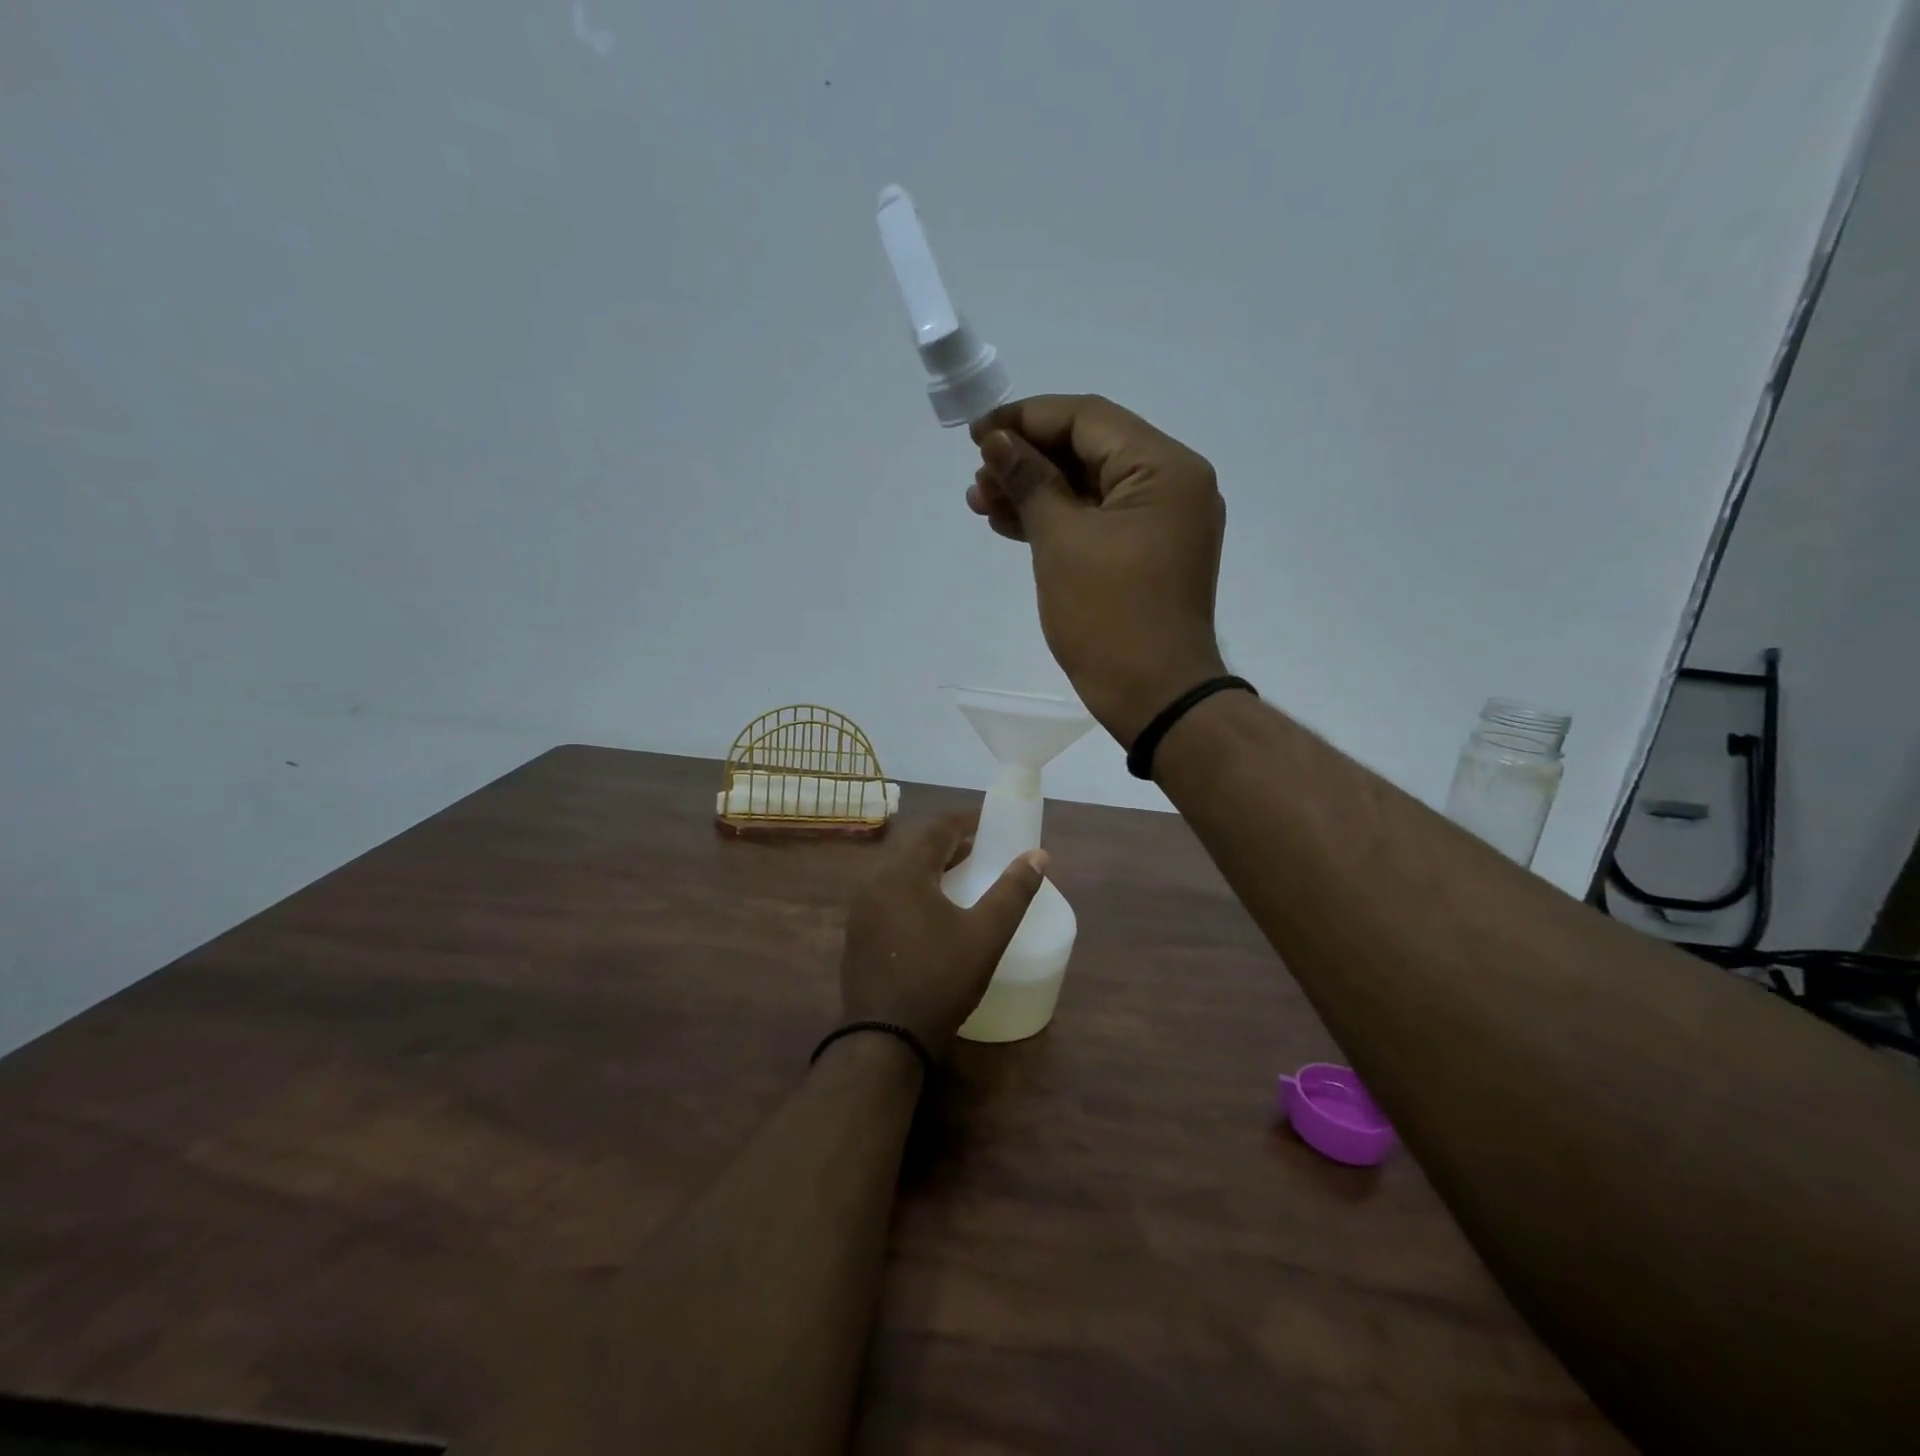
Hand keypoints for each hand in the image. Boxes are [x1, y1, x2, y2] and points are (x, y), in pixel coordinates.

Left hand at [839, 815, 1046, 1057]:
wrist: (884, 1040)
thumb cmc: (940, 980)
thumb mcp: (986, 935)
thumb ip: (1013, 892)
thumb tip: (1039, 855)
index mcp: (903, 873)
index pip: (937, 829)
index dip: (966, 820)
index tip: (991, 822)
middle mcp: (875, 882)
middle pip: (916, 848)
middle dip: (950, 844)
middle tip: (982, 850)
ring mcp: (861, 910)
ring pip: (901, 873)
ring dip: (932, 868)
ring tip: (962, 879)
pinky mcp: (857, 935)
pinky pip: (889, 896)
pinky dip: (915, 891)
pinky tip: (933, 914)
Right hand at [966, 395, 1226, 745]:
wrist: (1155, 697)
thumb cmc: (1110, 617)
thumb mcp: (1062, 542)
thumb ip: (1030, 482)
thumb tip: (998, 442)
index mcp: (1165, 468)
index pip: (1088, 419)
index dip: (1027, 419)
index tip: (977, 435)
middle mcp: (1173, 483)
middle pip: (1089, 450)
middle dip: (1028, 460)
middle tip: (977, 480)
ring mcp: (1162, 521)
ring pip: (1089, 487)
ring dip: (1036, 492)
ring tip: (982, 504)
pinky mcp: (1148, 553)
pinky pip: (1098, 520)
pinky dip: (1057, 520)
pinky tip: (1010, 524)